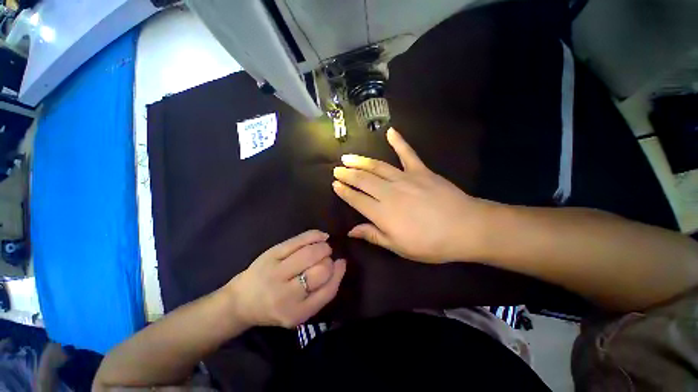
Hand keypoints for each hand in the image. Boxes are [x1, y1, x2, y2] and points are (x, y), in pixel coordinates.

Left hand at [229, 230, 345, 327]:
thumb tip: (341, 263)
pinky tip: (321, 237)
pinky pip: (299, 240)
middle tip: (327, 258)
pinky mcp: (271, 254)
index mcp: (297, 313)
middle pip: (321, 269)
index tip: (340, 263)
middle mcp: (285, 295)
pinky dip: (314, 235)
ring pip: (311, 253)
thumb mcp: (302, 310)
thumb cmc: (277, 307)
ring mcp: (276, 272)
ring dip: (324, 247)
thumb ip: (324, 291)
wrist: (242, 301)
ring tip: (323, 248)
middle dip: (329, 260)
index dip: (338, 273)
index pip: (328, 290)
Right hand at [332, 128, 491, 262]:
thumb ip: (373, 235)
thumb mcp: (399, 247)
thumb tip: (351, 231)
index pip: (356, 199)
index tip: (335, 185)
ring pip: (377, 166)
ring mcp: (405, 178)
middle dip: (347, 174)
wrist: (466, 228)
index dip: (344, 192)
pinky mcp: (421, 170)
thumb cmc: (431, 243)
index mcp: (382, 213)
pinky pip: (408, 153)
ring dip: (361, 161)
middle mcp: (389, 192)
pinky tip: (390, 131)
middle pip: (363, 180)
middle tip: (337, 169)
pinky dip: (399, 141)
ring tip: (348, 157)